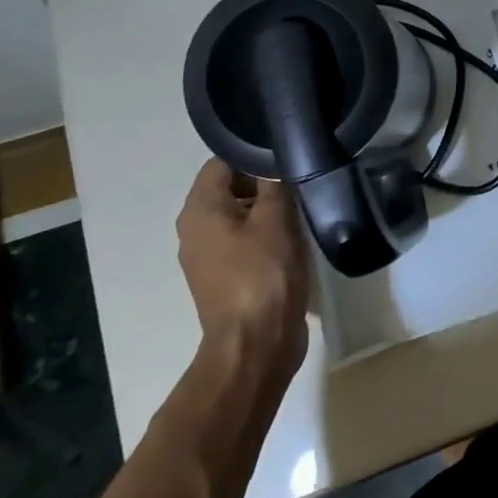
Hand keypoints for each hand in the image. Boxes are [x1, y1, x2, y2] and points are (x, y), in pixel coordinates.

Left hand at [177, 160, 310, 383]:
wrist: (257, 343)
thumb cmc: (264, 273)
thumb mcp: (277, 218)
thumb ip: (275, 182)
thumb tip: (276, 160)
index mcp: (199, 210)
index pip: (223, 162)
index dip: (256, 154)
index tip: (289, 156)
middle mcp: (194, 230)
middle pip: (231, 188)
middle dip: (266, 182)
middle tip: (302, 182)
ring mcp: (208, 257)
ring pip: (240, 216)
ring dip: (269, 211)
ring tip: (303, 209)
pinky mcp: (225, 278)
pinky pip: (244, 242)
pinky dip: (267, 235)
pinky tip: (295, 240)